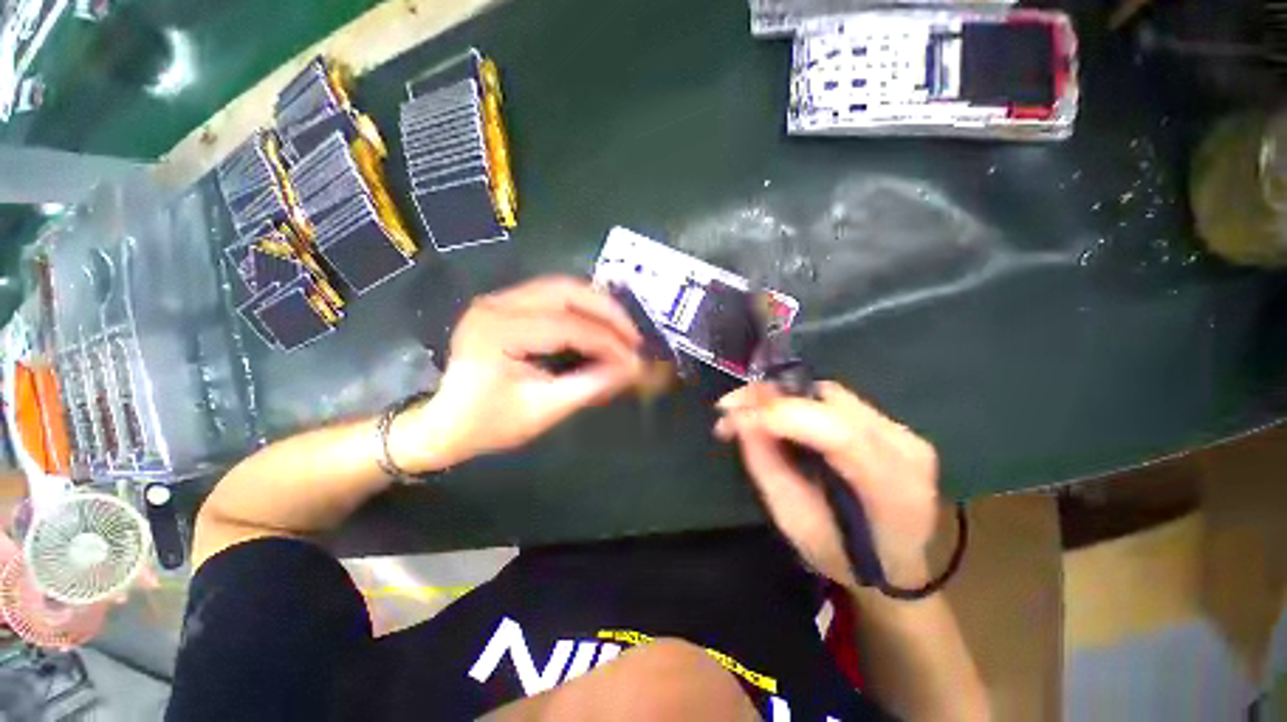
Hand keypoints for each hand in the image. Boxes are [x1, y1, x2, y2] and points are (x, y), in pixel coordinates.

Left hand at [390, 277, 644, 471]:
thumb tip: (632, 368)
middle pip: (565, 291)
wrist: (444, 424)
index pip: (567, 326)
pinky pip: (552, 295)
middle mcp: (496, 304)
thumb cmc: (488, 424)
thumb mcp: (544, 409)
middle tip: (634, 336)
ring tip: (622, 330)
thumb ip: (591, 384)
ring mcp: (497, 300)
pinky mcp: (503, 305)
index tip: (634, 359)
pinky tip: (598, 323)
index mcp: (499, 331)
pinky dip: (581, 307)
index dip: (607, 341)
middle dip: (607, 311)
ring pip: (561, 287)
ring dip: (597, 306)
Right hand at [715, 382, 940, 590]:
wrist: (897, 563)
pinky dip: (797, 402)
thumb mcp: (795, 522)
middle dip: (771, 397)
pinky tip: (775, 415)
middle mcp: (906, 448)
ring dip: (781, 398)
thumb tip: (741, 419)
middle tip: (730, 408)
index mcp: (894, 489)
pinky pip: (834, 401)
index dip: (782, 415)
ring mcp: (903, 432)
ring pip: (828, 395)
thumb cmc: (843, 555)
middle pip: (830, 401)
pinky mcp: (891, 424)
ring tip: (747, 411)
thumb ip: (767, 467)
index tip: (733, 416)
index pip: (840, 434)